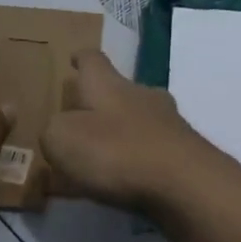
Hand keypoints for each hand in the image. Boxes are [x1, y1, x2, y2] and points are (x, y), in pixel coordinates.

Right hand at [41, 50, 239, 213]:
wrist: (185, 184)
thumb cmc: (116, 153)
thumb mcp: (62, 140)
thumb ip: (53, 131)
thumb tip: (60, 130)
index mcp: (108, 84)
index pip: (93, 60)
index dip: (81, 58)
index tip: (75, 57)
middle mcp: (141, 95)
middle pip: (120, 89)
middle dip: (103, 101)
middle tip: (84, 117)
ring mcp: (169, 122)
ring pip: (140, 119)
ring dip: (124, 131)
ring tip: (104, 154)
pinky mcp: (186, 152)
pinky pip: (155, 149)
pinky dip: (140, 158)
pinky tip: (129, 178)